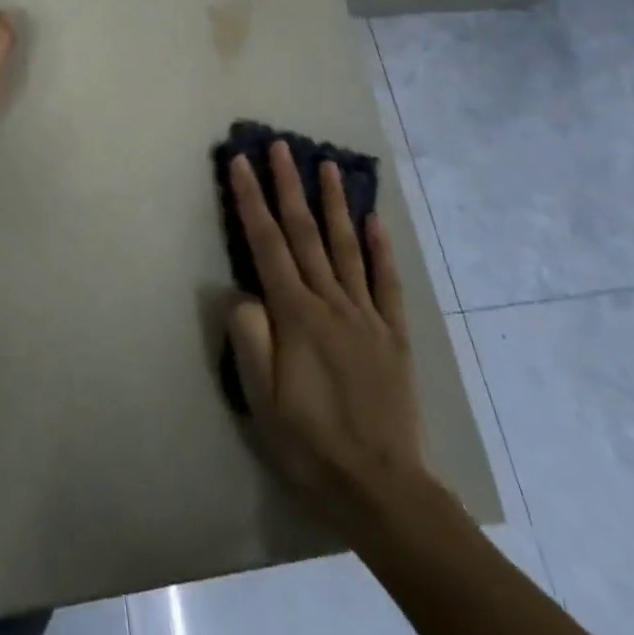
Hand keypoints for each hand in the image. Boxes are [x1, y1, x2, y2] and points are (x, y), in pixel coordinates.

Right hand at [226, 141, 430, 527]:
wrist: (382, 488)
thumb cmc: (310, 444)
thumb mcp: (261, 399)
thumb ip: (250, 339)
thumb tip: (244, 293)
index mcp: (295, 315)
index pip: (266, 243)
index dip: (250, 199)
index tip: (239, 163)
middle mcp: (331, 302)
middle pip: (305, 233)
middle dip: (289, 185)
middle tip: (280, 147)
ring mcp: (366, 316)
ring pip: (346, 246)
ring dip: (334, 203)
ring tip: (328, 166)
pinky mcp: (393, 335)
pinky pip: (386, 282)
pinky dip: (380, 248)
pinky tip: (374, 220)